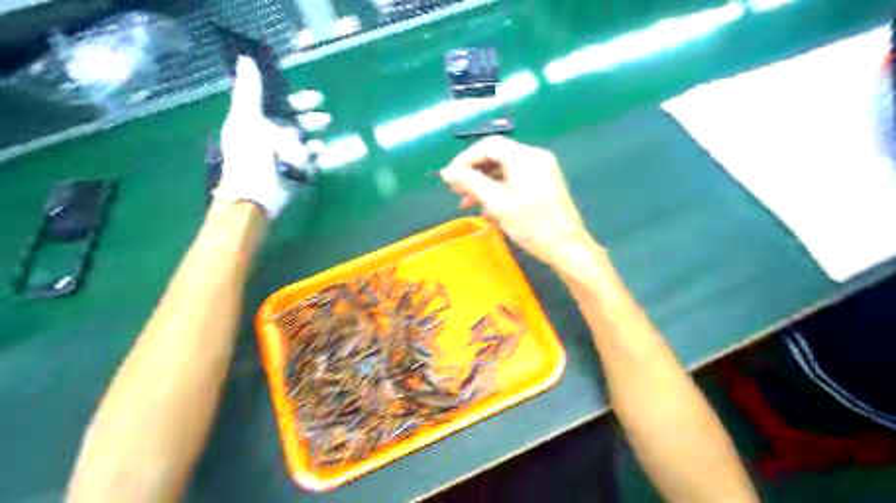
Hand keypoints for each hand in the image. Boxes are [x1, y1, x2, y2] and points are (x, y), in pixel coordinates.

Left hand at [213, 57, 327, 218]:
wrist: (256, 196)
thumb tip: (246, 58)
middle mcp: (270, 137)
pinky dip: (317, 154)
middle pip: (294, 123)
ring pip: (304, 140)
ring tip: (325, 133)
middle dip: (310, 118)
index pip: (278, 106)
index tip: (316, 98)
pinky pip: (310, 159)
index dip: (296, 100)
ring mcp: (284, 156)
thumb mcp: (247, 118)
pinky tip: (321, 151)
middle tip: (326, 117)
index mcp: (255, 122)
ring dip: (315, 134)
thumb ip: (250, 91)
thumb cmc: (251, 156)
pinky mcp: (295, 172)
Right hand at [440, 136, 592, 264]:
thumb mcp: (495, 203)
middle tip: (456, 191)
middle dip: (474, 173)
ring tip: (468, 203)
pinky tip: (488, 209)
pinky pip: (517, 179)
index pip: (488, 145)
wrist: (567, 247)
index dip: (465, 159)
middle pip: (497, 155)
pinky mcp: (546, 183)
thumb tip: (446, 172)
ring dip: (485, 184)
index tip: (450, 177)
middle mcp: (535, 156)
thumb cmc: (530, 225)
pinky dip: (500, 189)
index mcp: (524, 156)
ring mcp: (543, 169)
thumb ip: (469, 182)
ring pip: (506, 169)